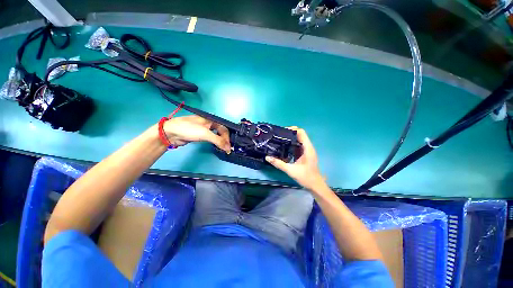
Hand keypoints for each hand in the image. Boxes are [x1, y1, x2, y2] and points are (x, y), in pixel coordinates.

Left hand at [164, 115, 230, 152]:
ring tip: (223, 149)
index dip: (227, 138)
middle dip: (225, 140)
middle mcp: (209, 124)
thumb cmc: (189, 129)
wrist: (171, 132)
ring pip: (216, 136)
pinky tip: (216, 146)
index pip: (224, 129)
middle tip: (227, 149)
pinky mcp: (200, 135)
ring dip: (220, 142)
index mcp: (212, 120)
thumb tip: (228, 148)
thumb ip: (218, 140)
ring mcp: (204, 130)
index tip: (229, 147)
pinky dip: (215, 143)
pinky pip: (211, 139)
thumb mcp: (205, 134)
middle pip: (221, 132)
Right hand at [265, 127, 325, 191]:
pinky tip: (283, 148)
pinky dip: (290, 145)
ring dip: (289, 139)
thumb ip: (279, 163)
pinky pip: (297, 146)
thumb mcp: (291, 170)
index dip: (292, 129)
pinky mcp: (304, 154)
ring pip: (298, 140)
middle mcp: (308, 147)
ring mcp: (306, 151)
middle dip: (289, 134)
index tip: (282, 131)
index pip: (301, 132)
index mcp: (307, 148)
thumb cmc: (306, 177)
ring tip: (278, 140)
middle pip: (299, 135)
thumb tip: (267, 157)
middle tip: (278, 135)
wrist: (315, 186)